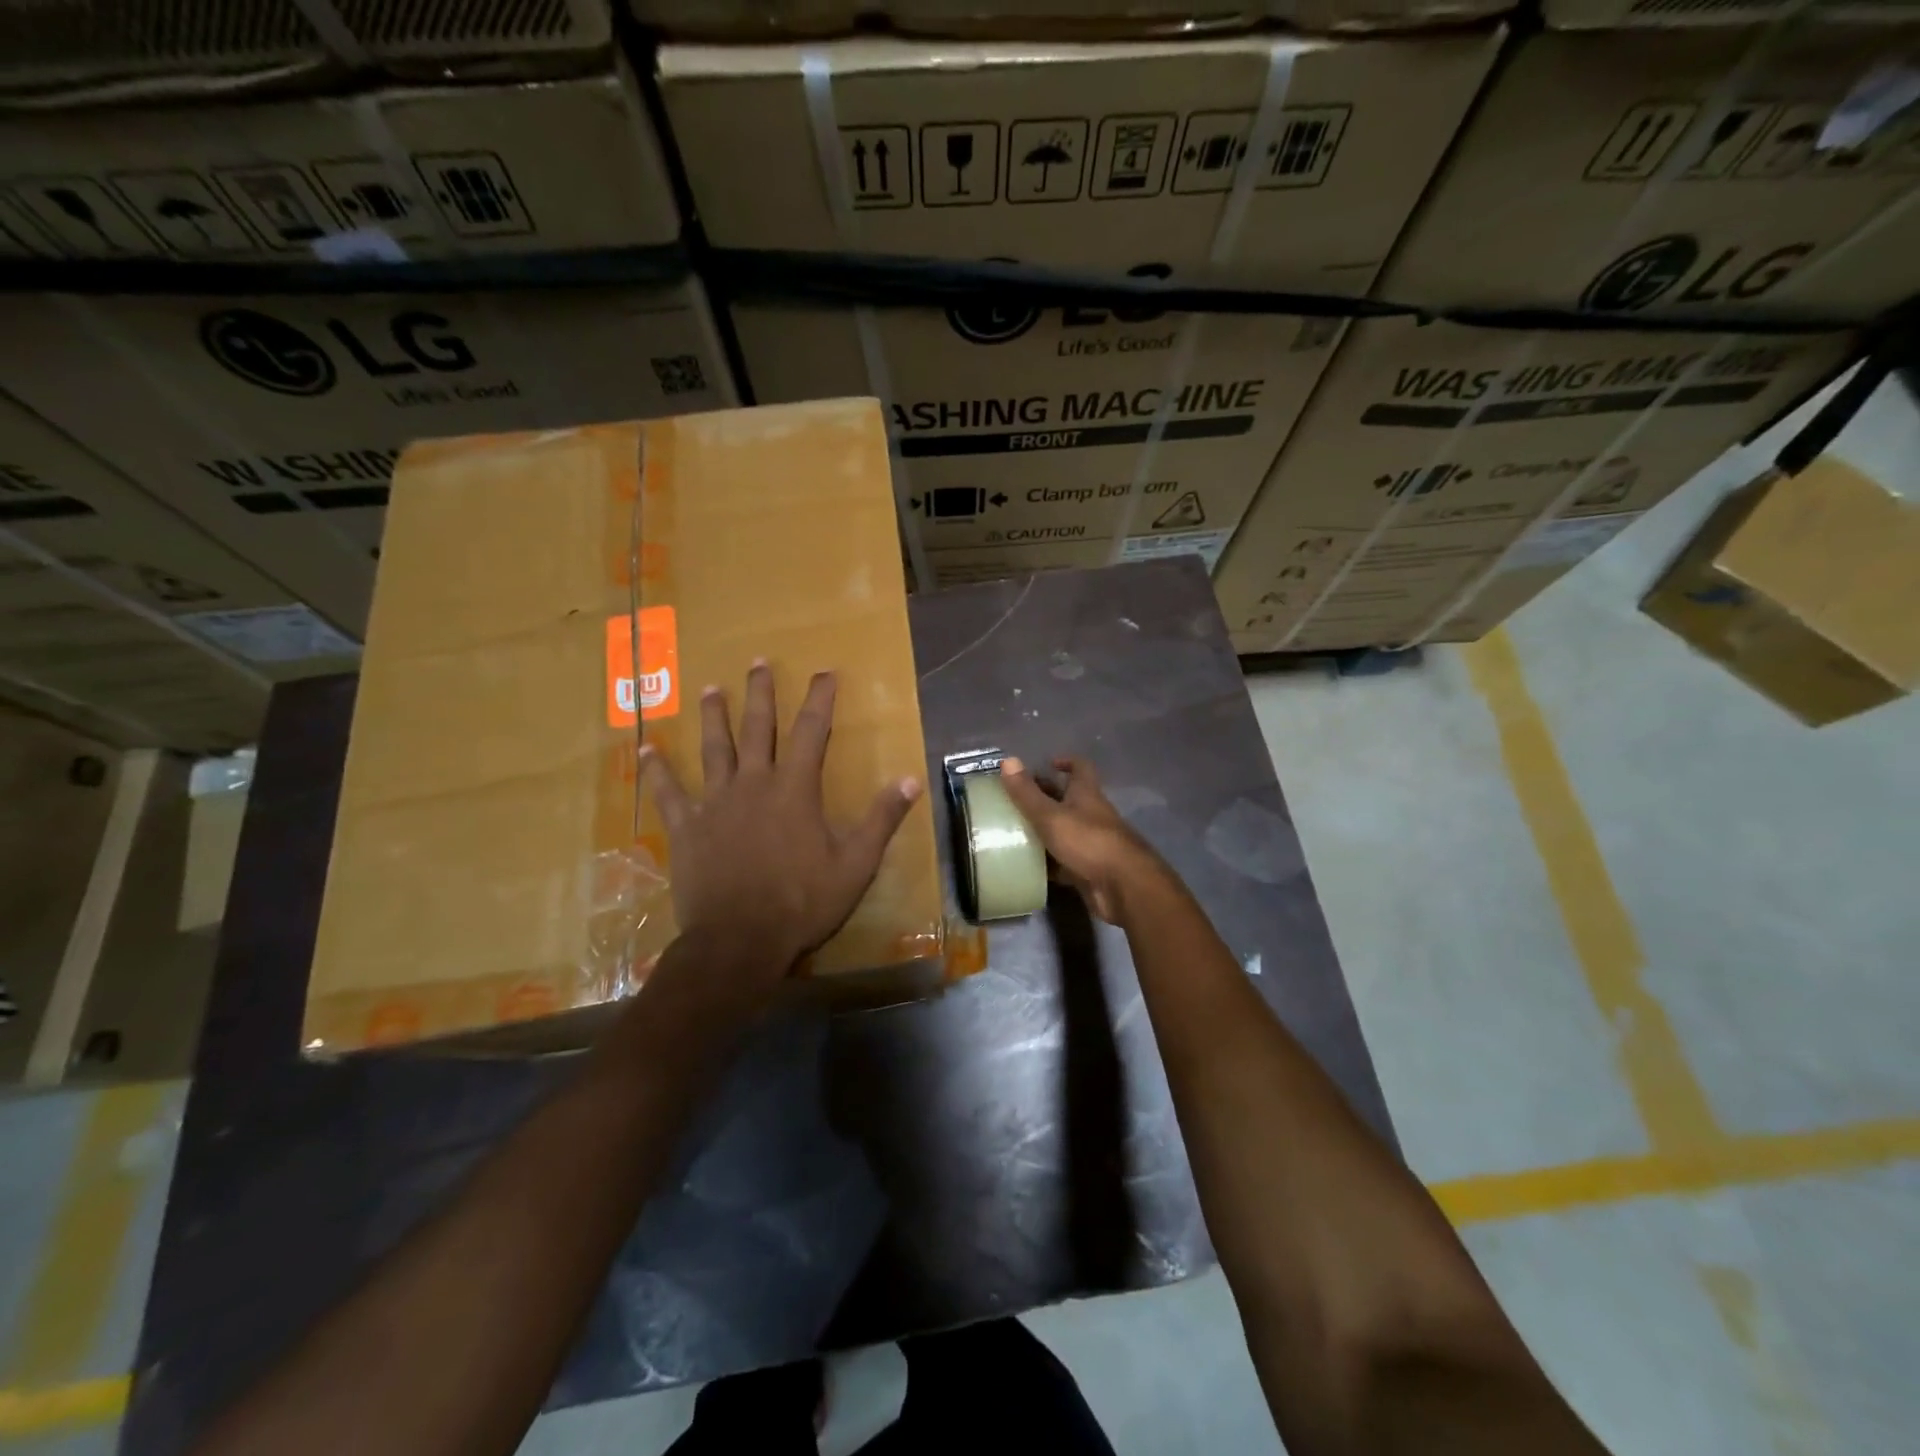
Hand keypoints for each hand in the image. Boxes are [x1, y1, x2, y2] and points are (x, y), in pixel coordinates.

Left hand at [638, 661, 922, 987]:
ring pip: (714, 749)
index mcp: (795, 789)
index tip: (824, 673)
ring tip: (711, 688)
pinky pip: (668, 792)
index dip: (819, 699)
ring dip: (714, 716)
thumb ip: (881, 819)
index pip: (811, 732)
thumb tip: (909, 779)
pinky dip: (657, 770)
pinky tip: (645, 749)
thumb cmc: (802, 902)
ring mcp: (715, 803)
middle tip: (758, 663)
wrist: (740, 939)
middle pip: (757, 728)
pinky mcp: (687, 827)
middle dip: (761, 693)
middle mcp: (754, 783)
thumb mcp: (855, 864)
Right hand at [997, 756, 1165, 924]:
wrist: (1122, 886)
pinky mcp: (1088, 869)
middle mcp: (1091, 814)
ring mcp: (1091, 843)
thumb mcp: (1051, 815)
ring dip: (1044, 830)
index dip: (1066, 762)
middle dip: (1045, 796)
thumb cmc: (1087, 841)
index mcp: (1086, 794)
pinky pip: (1064, 860)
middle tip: (1017, 799)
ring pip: (1065, 830)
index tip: (1047, 764)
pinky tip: (1027, 864)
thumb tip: (1007, 760)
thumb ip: (1027, 793)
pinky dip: (1048, 861)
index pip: (1081, 768)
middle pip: (1068, 799)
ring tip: (1013, 830)